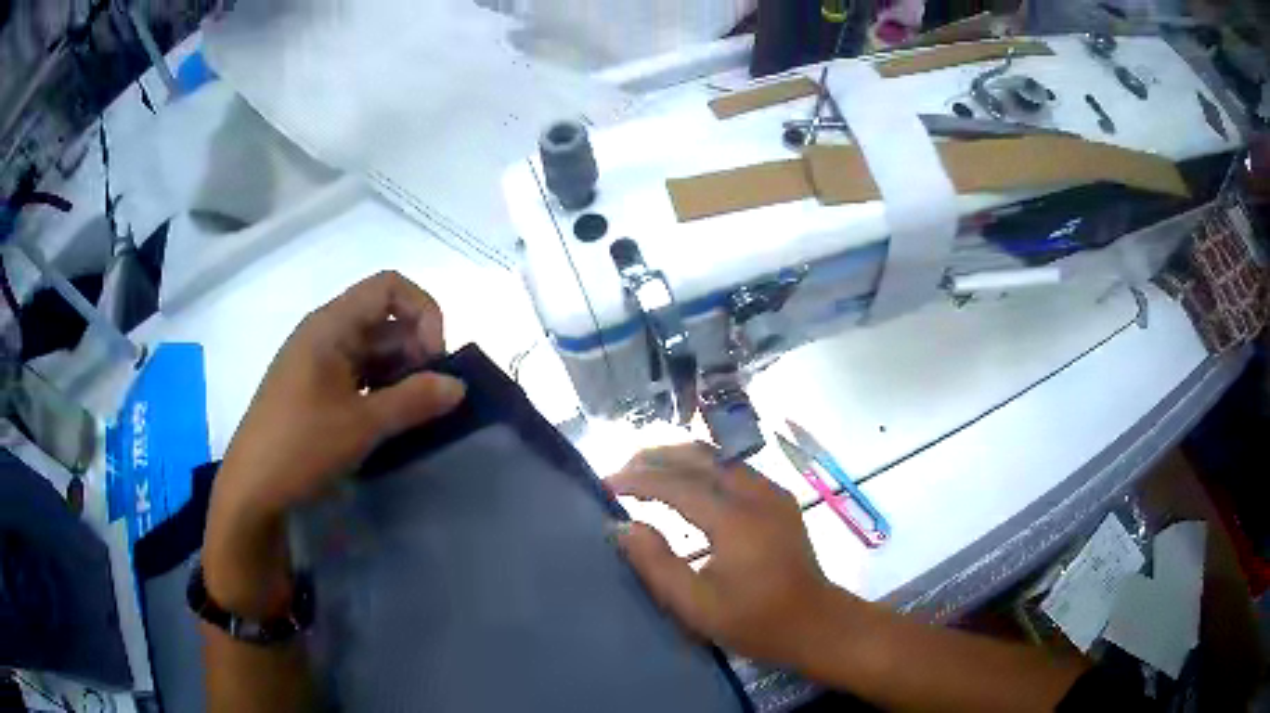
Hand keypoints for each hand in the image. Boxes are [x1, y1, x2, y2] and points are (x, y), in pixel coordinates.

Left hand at [203, 272, 465, 615]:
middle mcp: (324, 334)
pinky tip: (390, 420)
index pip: (389, 287)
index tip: (434, 359)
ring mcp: (318, 363)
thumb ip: (414, 400)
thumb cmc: (301, 446)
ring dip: (401, 373)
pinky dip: (382, 389)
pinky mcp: (315, 390)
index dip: (422, 312)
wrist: (252, 489)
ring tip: (416, 412)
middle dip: (416, 349)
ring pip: (373, 350)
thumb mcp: (362, 424)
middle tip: (431, 394)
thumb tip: (459, 385)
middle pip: (384, 318)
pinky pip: (358, 374)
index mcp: (330, 325)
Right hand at [609, 444, 863, 668]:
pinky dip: (703, 467)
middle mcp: (756, 494)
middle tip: (622, 471)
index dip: (638, 479)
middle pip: (699, 456)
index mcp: (735, 520)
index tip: (605, 483)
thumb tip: (622, 526)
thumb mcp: (695, 605)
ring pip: (718, 457)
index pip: (677, 483)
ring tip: (646, 471)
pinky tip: (685, 482)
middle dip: (656, 457)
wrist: (814, 623)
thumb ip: (656, 564)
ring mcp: (772, 492)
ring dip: (680, 458)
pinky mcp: (780, 499)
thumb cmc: (754, 621)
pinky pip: (734, 468)